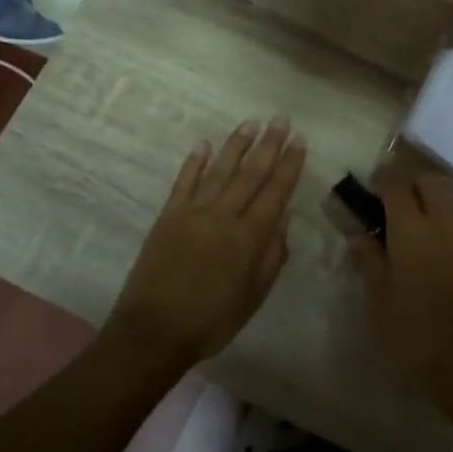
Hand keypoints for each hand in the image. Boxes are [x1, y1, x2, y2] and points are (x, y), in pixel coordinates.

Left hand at [105, 118, 305, 365]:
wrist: (153, 332)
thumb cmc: (212, 321)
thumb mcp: (254, 296)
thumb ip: (272, 255)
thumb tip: (283, 217)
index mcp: (248, 238)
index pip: (275, 192)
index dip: (289, 165)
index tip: (300, 141)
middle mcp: (223, 217)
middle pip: (250, 174)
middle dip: (268, 145)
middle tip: (281, 119)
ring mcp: (192, 213)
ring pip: (219, 170)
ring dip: (235, 145)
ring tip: (250, 123)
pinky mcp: (167, 217)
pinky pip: (183, 183)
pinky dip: (193, 162)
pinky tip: (203, 144)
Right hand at [355, 170, 452, 429]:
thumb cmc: (418, 335)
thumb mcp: (381, 301)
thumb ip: (369, 261)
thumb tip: (358, 235)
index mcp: (411, 229)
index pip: (395, 185)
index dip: (382, 182)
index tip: (373, 191)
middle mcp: (446, 221)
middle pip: (431, 182)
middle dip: (414, 186)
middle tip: (400, 207)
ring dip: (439, 203)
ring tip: (427, 228)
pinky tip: (451, 250)